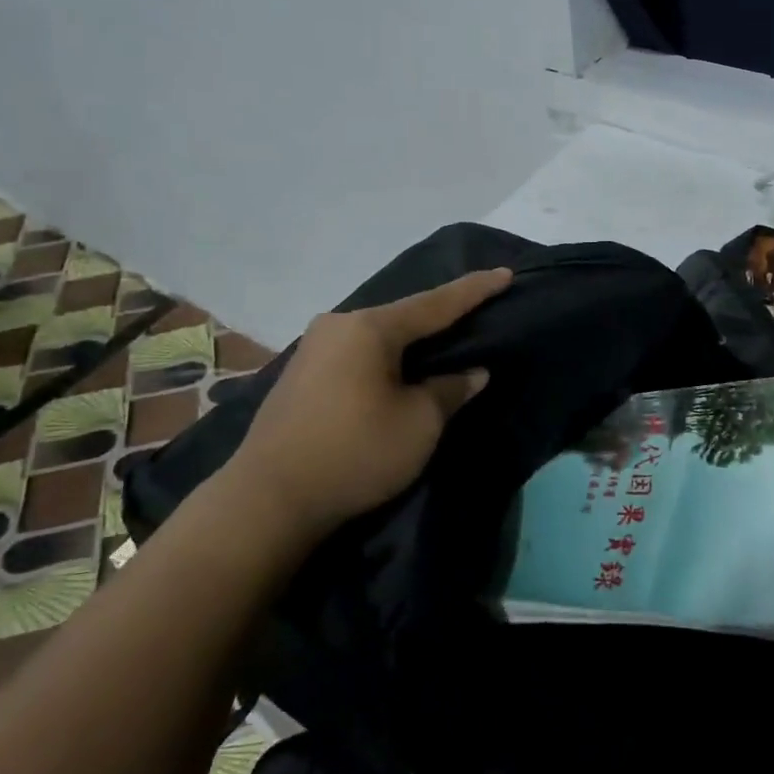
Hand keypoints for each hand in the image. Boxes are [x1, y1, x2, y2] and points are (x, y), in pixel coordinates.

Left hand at [235, 269, 511, 540]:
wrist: (268, 500)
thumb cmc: (355, 454)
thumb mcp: (419, 424)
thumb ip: (450, 390)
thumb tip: (471, 373)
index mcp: (370, 328)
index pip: (436, 303)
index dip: (475, 290)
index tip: (505, 273)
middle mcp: (338, 325)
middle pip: (402, 316)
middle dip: (439, 316)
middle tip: (475, 312)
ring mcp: (313, 348)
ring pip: (377, 335)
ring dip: (409, 341)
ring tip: (439, 343)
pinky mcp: (300, 374)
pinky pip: (356, 354)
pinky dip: (383, 357)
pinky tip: (395, 369)